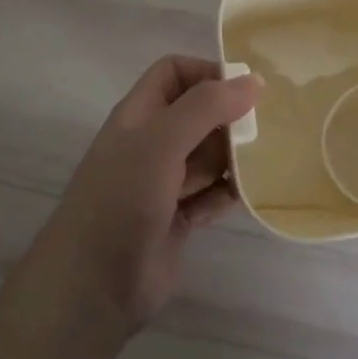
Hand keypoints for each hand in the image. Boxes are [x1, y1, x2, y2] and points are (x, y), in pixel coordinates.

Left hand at [30, 56, 260, 337]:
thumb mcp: (161, 141)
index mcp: (139, 115)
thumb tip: (253, 80)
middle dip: (230, 118)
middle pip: (198, 114)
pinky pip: (211, 195)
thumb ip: (206, 107)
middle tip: (264, 131)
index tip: (246, 89)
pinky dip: (226, 195)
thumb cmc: (122, 199)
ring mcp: (164, 183)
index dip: (208, 72)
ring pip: (209, 156)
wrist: (93, 286)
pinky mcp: (178, 219)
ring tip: (263, 163)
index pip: (175, 72)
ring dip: (234, 158)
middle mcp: (151, 143)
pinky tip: (241, 199)